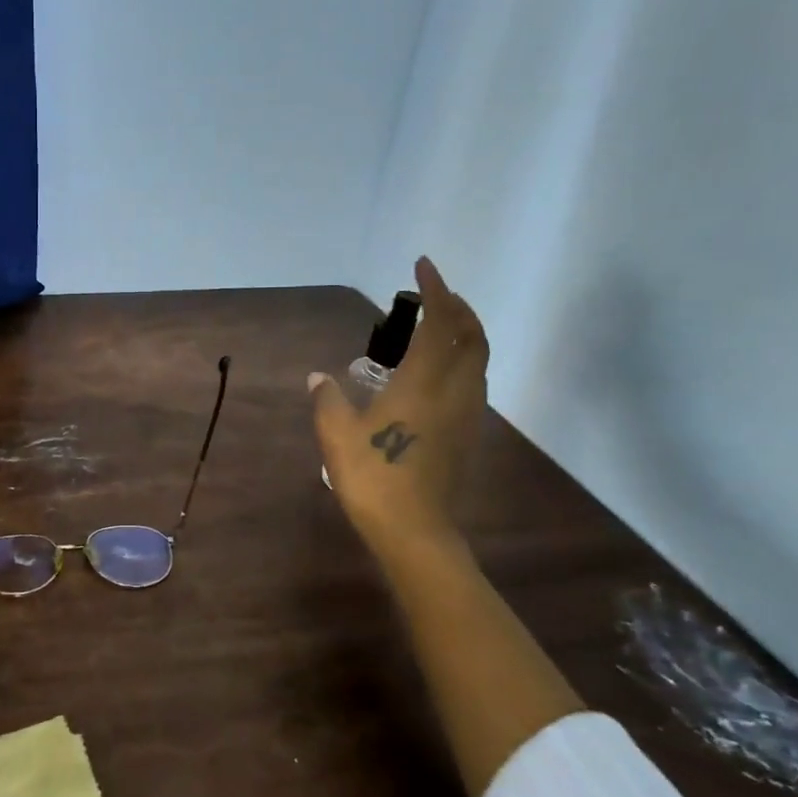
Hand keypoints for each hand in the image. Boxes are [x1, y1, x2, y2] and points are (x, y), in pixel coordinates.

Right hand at [309, 256, 488, 561]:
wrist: (414, 529)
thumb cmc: (372, 476)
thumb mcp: (336, 435)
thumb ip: (328, 399)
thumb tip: (318, 377)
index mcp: (422, 383)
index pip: (440, 323)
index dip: (436, 290)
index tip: (423, 267)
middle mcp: (453, 390)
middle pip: (472, 336)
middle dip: (458, 306)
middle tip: (434, 293)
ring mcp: (466, 413)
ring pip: (479, 359)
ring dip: (465, 332)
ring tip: (439, 324)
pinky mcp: (468, 433)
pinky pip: (475, 380)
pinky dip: (464, 359)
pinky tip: (439, 370)